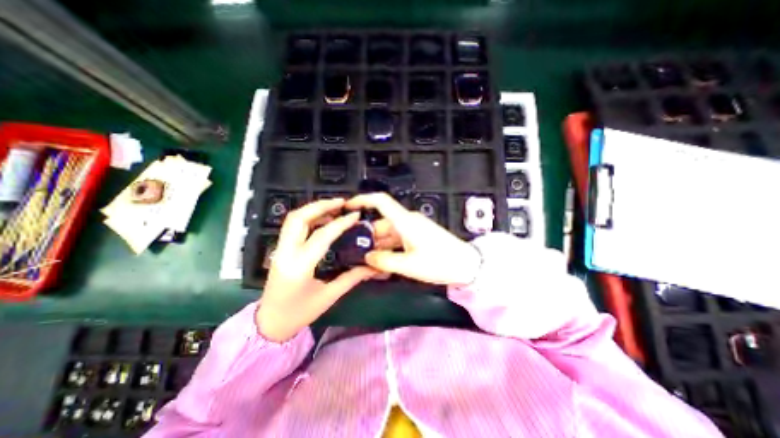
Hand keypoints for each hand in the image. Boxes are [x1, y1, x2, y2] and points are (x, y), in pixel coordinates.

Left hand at [256, 197, 377, 341]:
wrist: (269, 323)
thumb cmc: (299, 313)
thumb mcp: (329, 297)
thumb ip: (352, 278)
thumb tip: (372, 266)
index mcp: (299, 267)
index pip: (321, 236)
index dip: (340, 223)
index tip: (355, 215)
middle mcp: (285, 253)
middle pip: (299, 218)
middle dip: (320, 205)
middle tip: (341, 202)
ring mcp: (279, 250)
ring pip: (293, 219)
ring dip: (313, 208)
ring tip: (334, 207)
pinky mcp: (280, 250)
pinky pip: (293, 226)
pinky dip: (308, 217)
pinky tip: (323, 219)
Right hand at [346, 193, 481, 285]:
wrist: (466, 265)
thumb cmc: (439, 262)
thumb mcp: (408, 265)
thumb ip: (384, 261)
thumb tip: (367, 257)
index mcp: (405, 221)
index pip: (381, 201)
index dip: (362, 200)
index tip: (347, 206)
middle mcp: (407, 221)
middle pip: (381, 223)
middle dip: (368, 237)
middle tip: (355, 254)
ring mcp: (413, 229)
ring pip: (388, 234)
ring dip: (378, 246)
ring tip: (368, 263)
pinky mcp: (417, 236)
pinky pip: (397, 239)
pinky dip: (389, 249)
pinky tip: (384, 263)